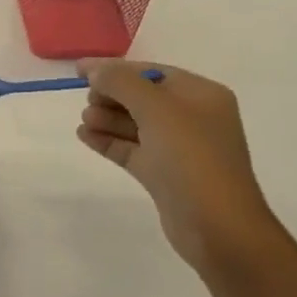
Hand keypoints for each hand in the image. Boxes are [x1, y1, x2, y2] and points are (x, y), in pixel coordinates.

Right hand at [76, 61, 278, 272]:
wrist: (217, 227)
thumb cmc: (191, 157)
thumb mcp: (156, 109)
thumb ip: (121, 83)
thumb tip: (94, 71)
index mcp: (201, 95)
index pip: (152, 72)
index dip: (115, 69)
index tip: (79, 70)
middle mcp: (193, 118)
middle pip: (142, 97)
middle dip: (112, 96)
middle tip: (88, 101)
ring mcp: (179, 149)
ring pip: (136, 124)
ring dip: (108, 118)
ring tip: (84, 120)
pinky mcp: (165, 175)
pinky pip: (132, 149)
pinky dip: (109, 141)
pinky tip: (85, 136)